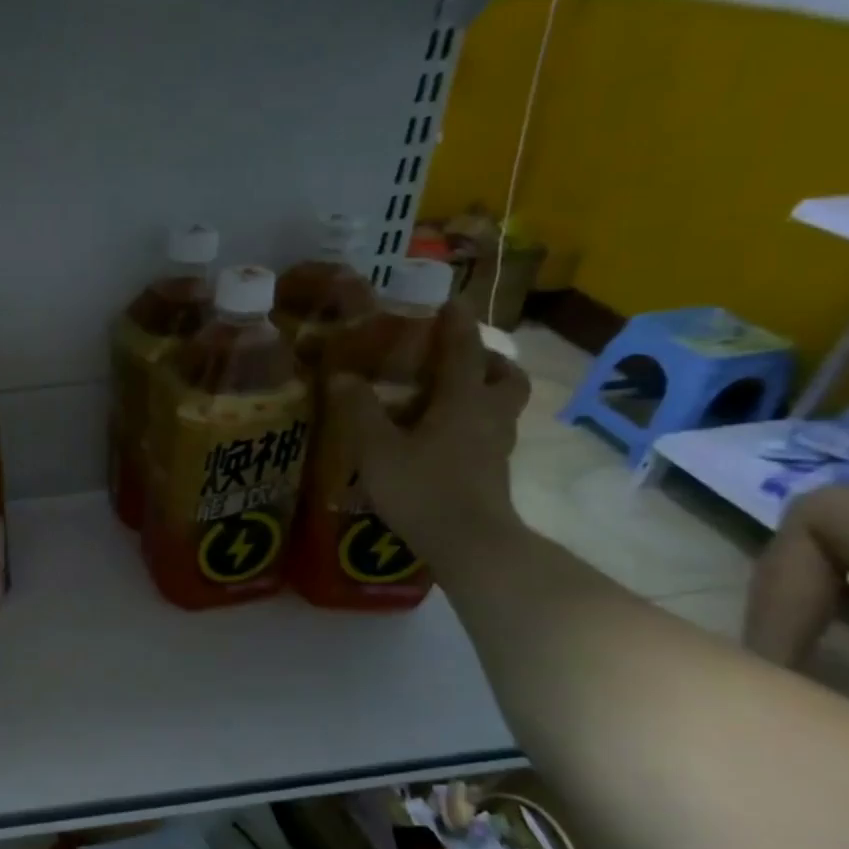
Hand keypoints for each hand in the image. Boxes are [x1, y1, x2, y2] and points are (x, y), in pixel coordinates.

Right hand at [330, 297, 530, 566]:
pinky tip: (446, 439)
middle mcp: (488, 418)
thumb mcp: (377, 449)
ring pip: (503, 408)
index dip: (456, 325)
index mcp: (463, 401)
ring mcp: (497, 449)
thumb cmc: (423, 489)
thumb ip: (359, 411)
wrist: (470, 545)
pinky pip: (490, 435)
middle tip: (465, 358)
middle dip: (490, 361)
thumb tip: (341, 376)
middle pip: (506, 378)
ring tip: (454, 396)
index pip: (463, 352)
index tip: (451, 303)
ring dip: (487, 392)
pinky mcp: (494, 474)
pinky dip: (475, 425)